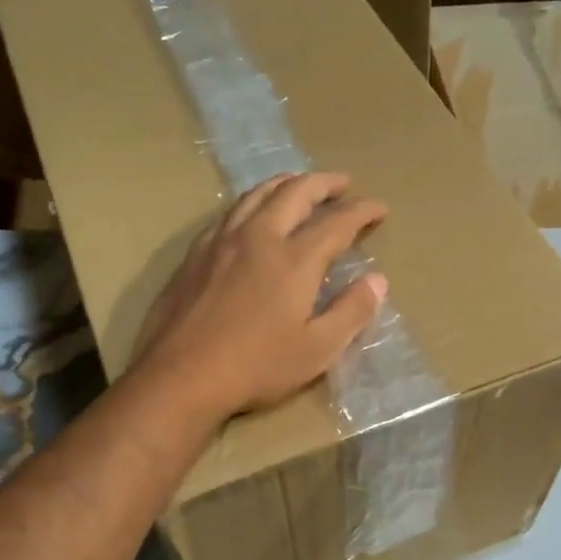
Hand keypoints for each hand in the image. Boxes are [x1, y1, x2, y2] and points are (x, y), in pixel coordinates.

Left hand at [135, 172, 388, 421]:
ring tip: (300, 184)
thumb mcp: (317, 350)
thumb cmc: (256, 367)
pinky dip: (252, 202)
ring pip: (257, 194)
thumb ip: (351, 312)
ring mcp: (222, 242)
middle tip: (342, 184)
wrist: (181, 376)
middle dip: (324, 183)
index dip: (362, 211)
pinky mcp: (195, 254)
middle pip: (295, 193)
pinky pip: (229, 212)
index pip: (336, 222)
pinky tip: (251, 214)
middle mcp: (259, 238)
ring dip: (286, 183)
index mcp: (294, 260)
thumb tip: (378, 280)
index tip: (379, 208)